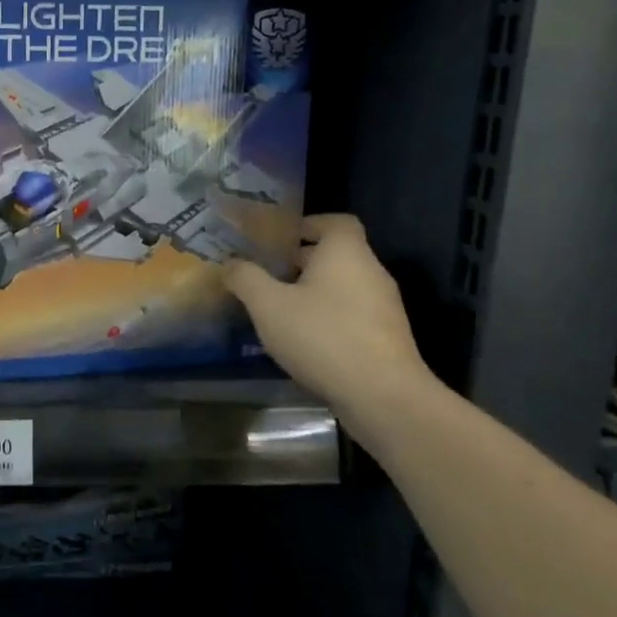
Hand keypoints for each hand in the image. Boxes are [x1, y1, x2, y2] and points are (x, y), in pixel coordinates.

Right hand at [225, 214, 433, 421]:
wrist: (382, 395)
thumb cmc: (322, 337)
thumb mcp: (268, 306)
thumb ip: (246, 279)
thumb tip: (230, 263)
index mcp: (346, 252)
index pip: (335, 221)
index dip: (308, 224)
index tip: (280, 239)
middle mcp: (371, 271)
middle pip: (337, 254)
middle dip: (302, 262)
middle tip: (268, 275)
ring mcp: (383, 306)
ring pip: (343, 286)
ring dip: (314, 292)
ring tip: (279, 310)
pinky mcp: (386, 336)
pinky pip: (352, 313)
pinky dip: (328, 317)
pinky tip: (304, 340)